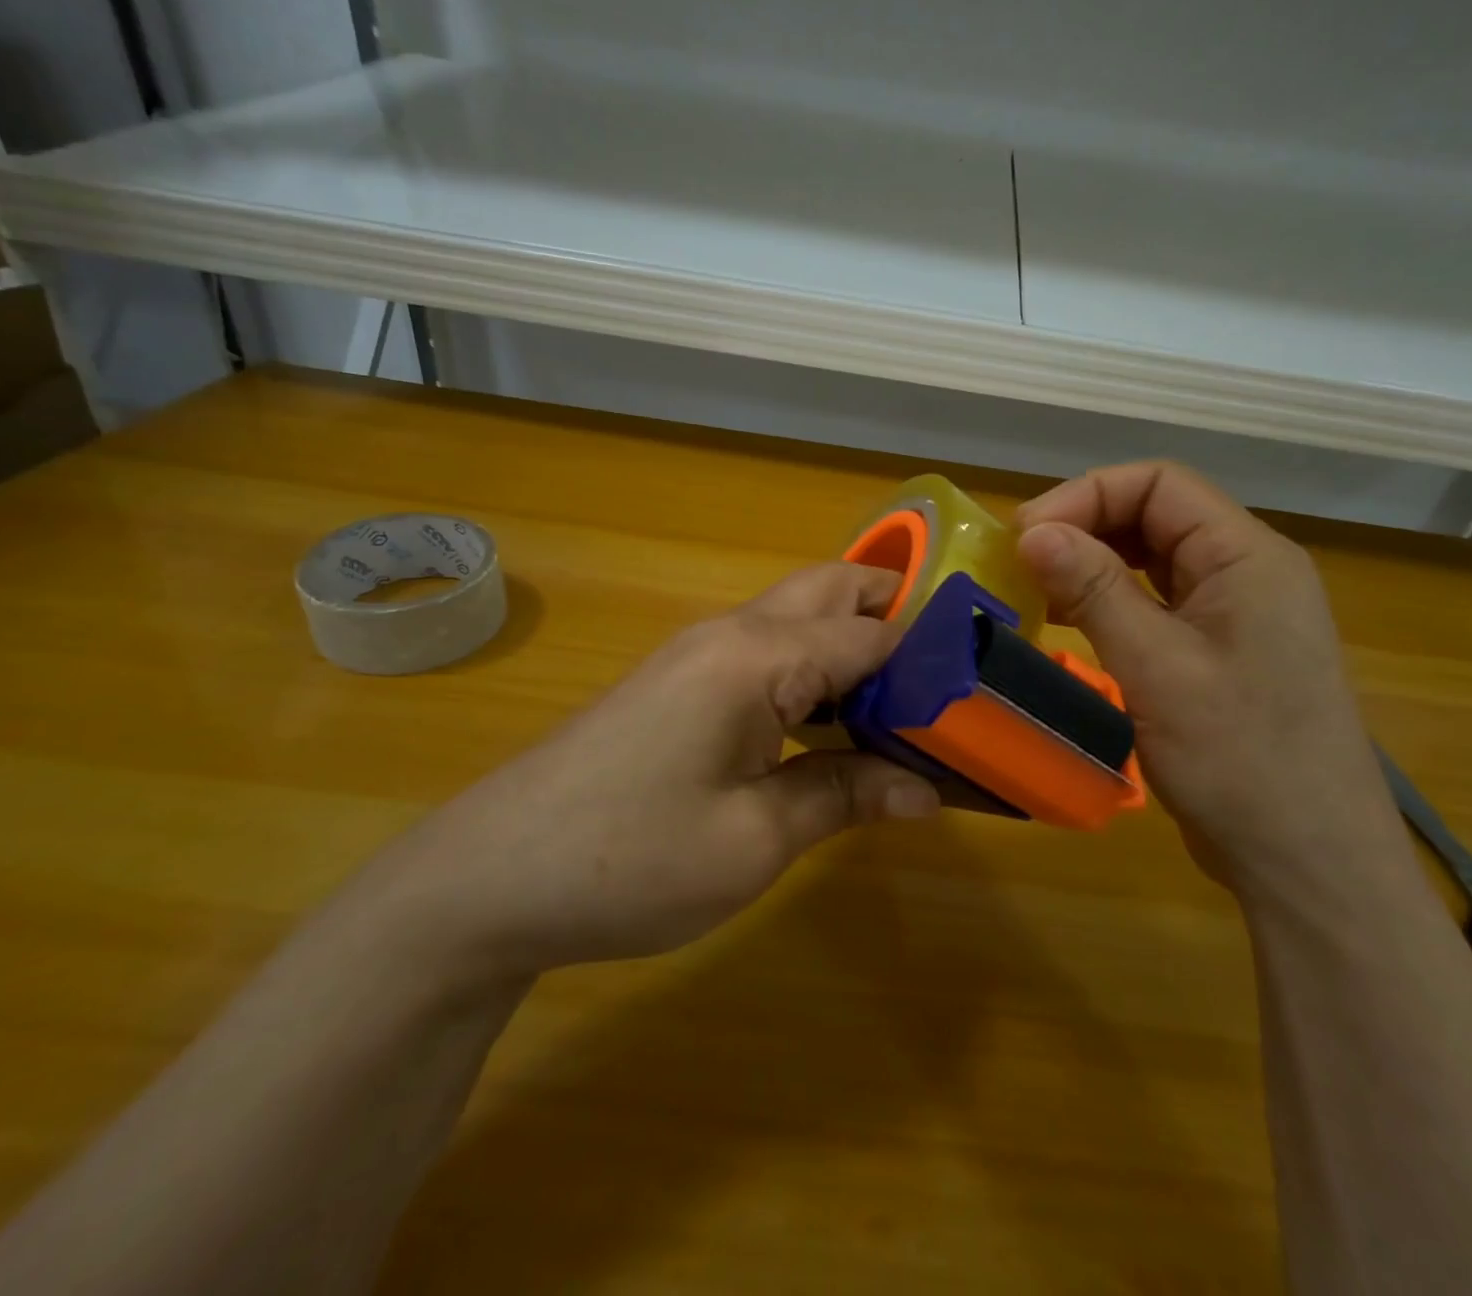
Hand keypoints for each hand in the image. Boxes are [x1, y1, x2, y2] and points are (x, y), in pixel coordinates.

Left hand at [366, 563, 939, 977]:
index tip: (983, 697)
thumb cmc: (629, 860)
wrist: (488, 879)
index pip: (872, 633)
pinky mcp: (680, 684)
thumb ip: (845, 795)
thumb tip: (927, 790)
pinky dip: (816, 675)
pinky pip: (769, 655)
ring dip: (856, 647)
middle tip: (947, 682)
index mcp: (756, 656)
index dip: (932, 662)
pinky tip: (834, 728)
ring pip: (800, 619)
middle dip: (897, 620)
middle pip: (833, 593)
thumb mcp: (754, 840)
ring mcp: (700, 655)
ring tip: (907, 706)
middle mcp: (732, 635)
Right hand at [1015, 462, 1400, 887]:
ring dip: (1094, 563)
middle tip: (1023, 562)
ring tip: (1040, 591)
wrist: (1308, 862)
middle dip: (1085, 526)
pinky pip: (1159, 601)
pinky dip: (1111, 600)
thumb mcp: (1156, 668)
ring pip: (1154, 558)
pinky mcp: (1220, 651)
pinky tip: (1074, 623)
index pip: (1159, 484)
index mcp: (1247, 556)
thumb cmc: (1239, 759)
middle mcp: (1246, 571)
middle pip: (1156, 514)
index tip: (1026, 535)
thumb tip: (1031, 531)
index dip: (1086, 495)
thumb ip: (1094, 590)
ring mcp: (1236, 613)